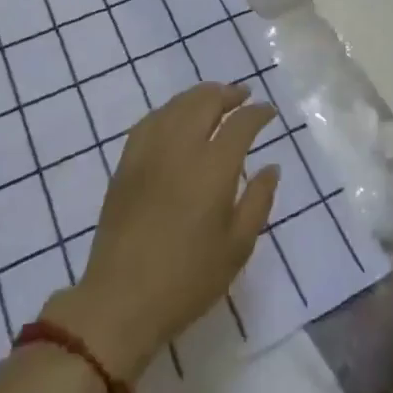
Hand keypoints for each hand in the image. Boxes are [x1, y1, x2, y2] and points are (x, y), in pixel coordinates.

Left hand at [45, 82, 278, 381]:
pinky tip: (175, 117)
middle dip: (228, 93)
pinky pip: (150, 120)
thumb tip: (271, 167)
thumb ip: (258, 201)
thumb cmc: (188, 279)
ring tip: (214, 99)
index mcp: (213, 167)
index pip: (241, 124)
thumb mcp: (237, 247)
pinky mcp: (126, 163)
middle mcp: (181, 147)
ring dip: (199, 96)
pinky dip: (169, 110)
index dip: (258, 113)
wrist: (121, 299)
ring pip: (176, 105)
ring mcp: (149, 152)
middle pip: (206, 102)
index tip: (269, 111)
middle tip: (243, 95)